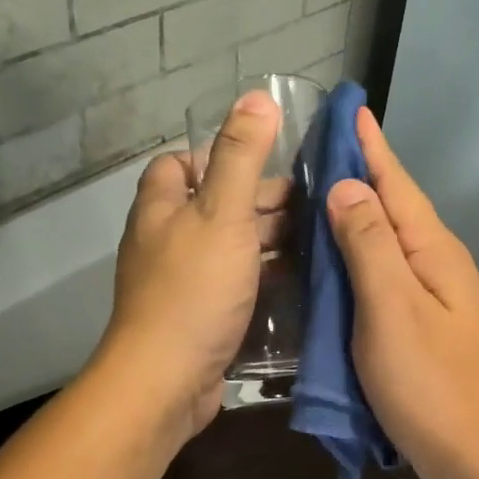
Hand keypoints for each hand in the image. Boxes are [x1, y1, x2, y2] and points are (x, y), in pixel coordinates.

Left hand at [96, 90, 280, 443]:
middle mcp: (165, 241)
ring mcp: (181, 283)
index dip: (217, 156)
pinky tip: (299, 281)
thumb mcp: (221, 214)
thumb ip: (240, 156)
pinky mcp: (198, 318)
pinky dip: (262, 279)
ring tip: (317, 239)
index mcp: (161, 208)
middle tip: (309, 205)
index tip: (264, 164)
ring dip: (265, 242)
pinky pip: (233, 286)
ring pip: (227, 248)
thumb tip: (257, 96)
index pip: (179, 164)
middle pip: (212, 206)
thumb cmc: (193, 289)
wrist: (165, 381)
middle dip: (257, 202)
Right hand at [325, 108, 478, 478]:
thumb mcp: (393, 310)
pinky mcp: (418, 326)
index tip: (348, 107)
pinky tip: (331, 260)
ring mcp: (430, 297)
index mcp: (431, 251)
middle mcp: (435, 264)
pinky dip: (354, 256)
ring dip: (353, 213)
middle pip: (391, 206)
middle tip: (313, 147)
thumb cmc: (434, 386)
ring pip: (384, 240)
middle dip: (358, 172)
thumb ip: (369, 245)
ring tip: (312, 193)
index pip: (395, 183)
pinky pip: (381, 274)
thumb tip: (347, 186)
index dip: (370, 145)